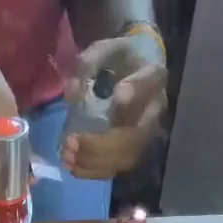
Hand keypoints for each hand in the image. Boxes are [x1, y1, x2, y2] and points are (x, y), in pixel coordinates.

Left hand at [61, 32, 167, 179]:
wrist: (133, 72)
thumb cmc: (118, 60)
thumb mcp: (105, 51)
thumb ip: (89, 63)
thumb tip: (72, 93)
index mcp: (153, 76)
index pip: (149, 82)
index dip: (136, 90)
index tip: (118, 94)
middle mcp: (155, 110)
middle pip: (135, 135)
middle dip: (101, 144)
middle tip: (71, 142)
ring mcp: (146, 135)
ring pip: (125, 157)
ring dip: (94, 161)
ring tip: (67, 156)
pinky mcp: (133, 151)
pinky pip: (116, 168)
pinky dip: (93, 171)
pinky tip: (73, 167)